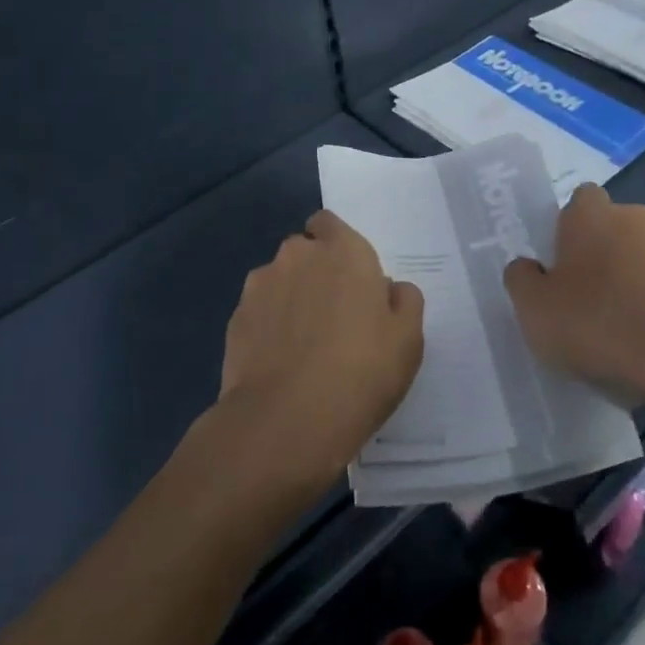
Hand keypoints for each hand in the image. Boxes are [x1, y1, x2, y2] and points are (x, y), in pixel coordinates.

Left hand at [217, 210, 424, 493]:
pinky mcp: (235, 320)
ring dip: (290, 299)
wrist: (286, 421)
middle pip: (304, 252)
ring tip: (303, 345)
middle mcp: (297, 256)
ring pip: (278, 281)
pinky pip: (258, 313)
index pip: (329, 223)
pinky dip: (268, 327)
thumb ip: (404, 301)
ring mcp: (259, 286)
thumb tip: (389, 289)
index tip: (350, 279)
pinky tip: (280, 363)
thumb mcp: (408, 339)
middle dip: (315, 273)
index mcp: (343, 251)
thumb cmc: (361, 372)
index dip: (337, 245)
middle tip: (334, 317)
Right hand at [503, 184, 644, 408]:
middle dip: (602, 254)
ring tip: (624, 324)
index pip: (579, 200)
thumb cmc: (598, 326)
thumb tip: (528, 267)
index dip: (569, 228)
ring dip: (634, 276)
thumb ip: (521, 279)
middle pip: (613, 227)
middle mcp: (636, 218)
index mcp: (591, 215)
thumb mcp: (534, 310)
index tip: (562, 264)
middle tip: (586, 298)